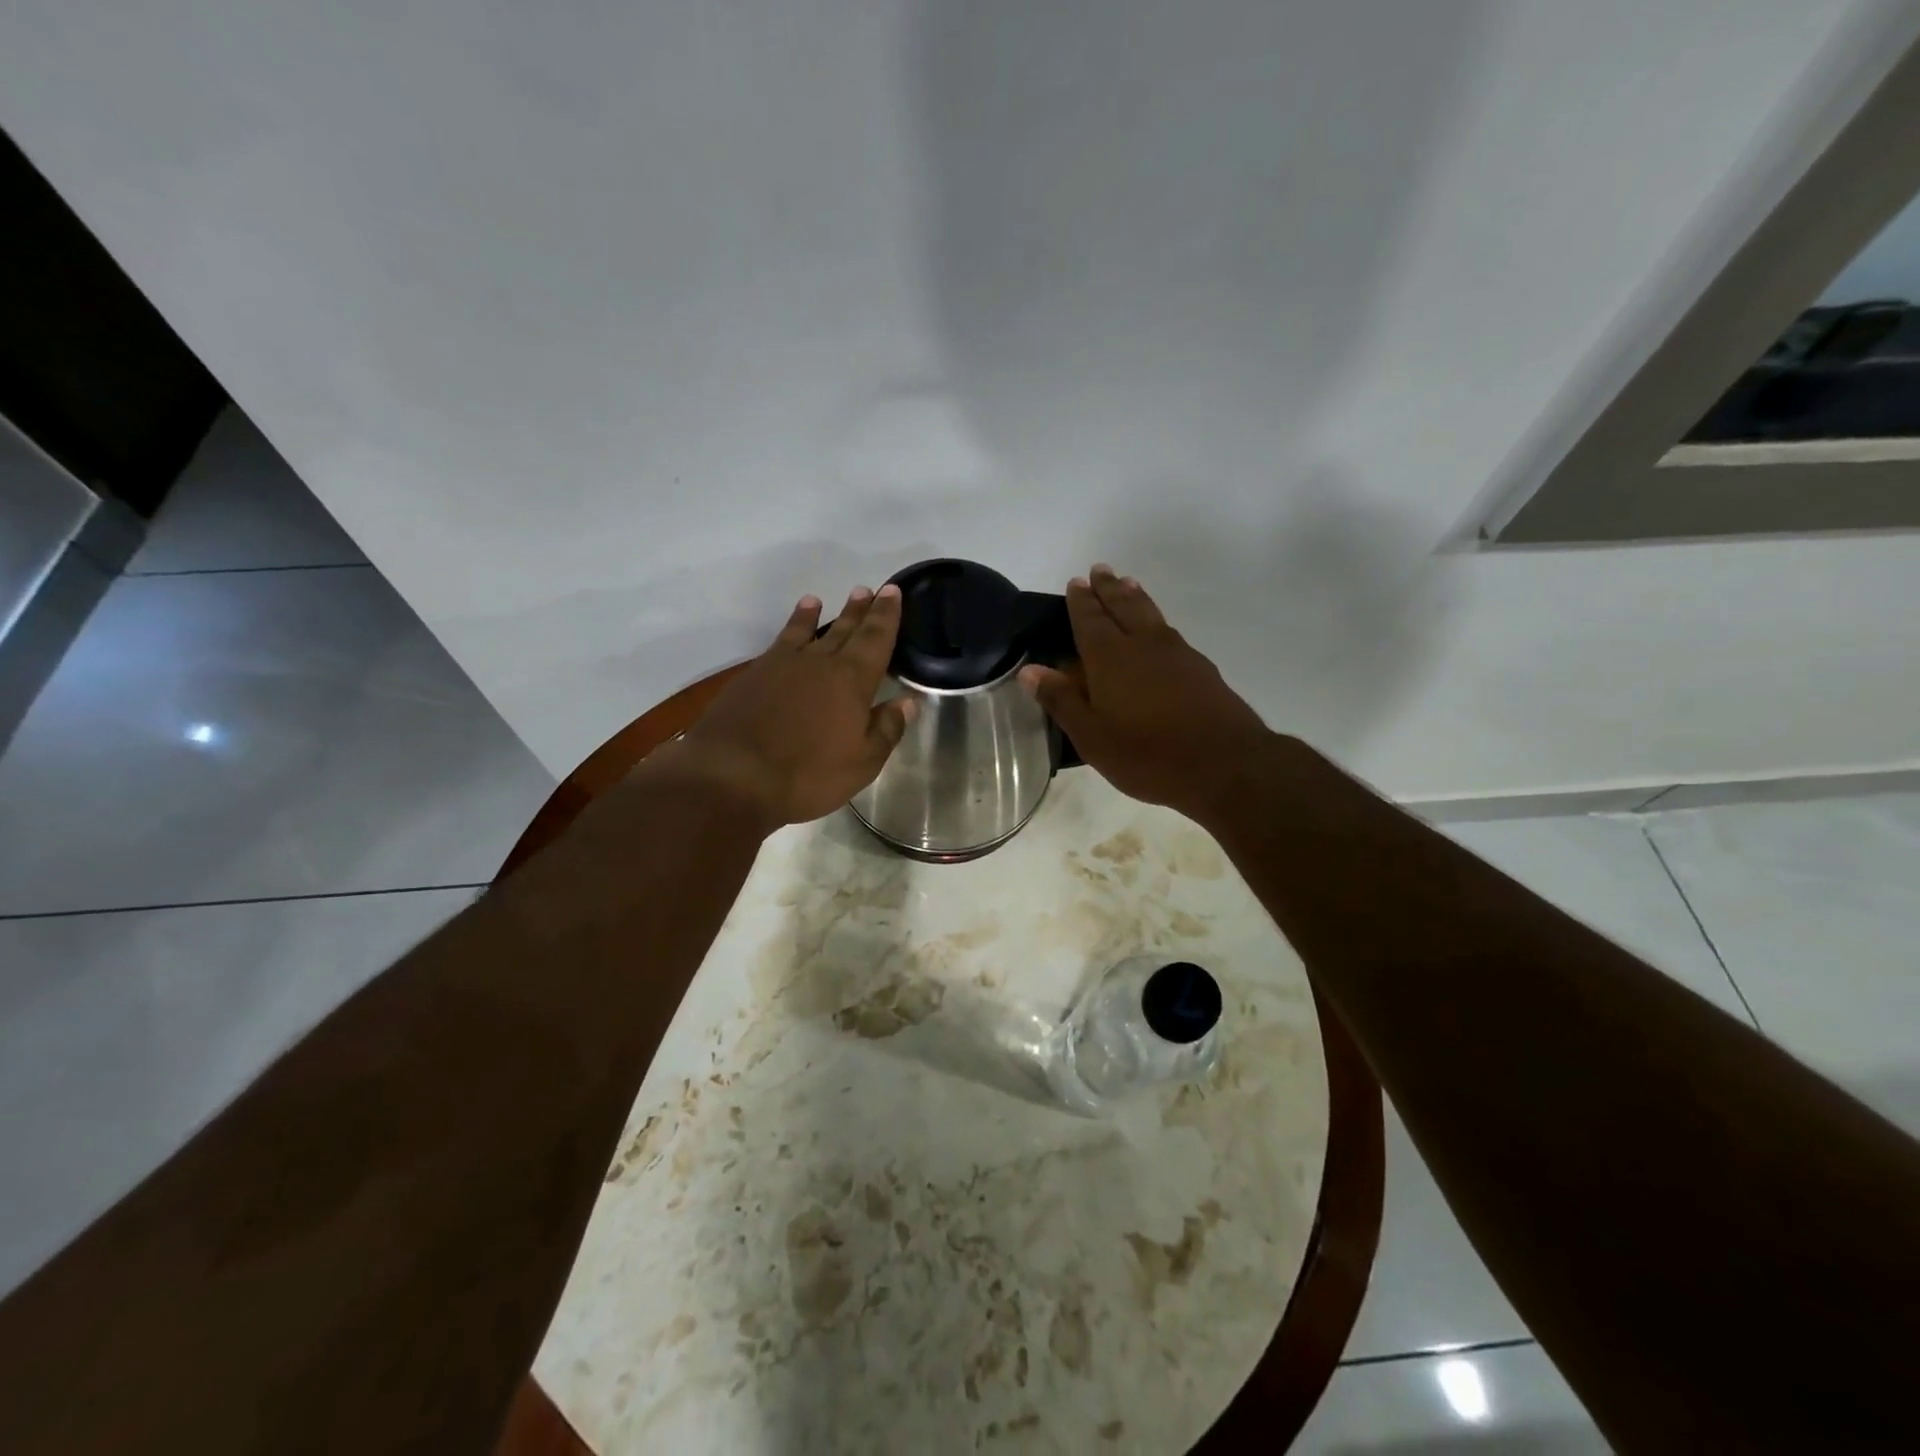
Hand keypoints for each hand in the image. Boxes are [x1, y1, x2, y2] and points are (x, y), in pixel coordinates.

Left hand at [656, 584, 912, 830]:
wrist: (733, 775)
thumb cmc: (808, 774)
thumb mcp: (862, 762)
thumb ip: (886, 729)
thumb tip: (906, 701)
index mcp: (852, 681)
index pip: (876, 640)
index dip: (886, 615)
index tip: (892, 591)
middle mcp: (820, 663)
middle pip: (845, 630)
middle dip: (860, 610)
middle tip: (871, 590)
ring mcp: (782, 666)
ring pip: (808, 632)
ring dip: (818, 615)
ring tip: (822, 599)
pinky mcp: (753, 676)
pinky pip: (779, 643)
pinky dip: (789, 630)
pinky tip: (790, 630)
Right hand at [1019, 565, 1273, 826]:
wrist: (1224, 764)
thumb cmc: (1147, 754)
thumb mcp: (1092, 736)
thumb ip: (1061, 700)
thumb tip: (1030, 670)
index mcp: (1110, 658)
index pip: (1090, 620)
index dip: (1081, 601)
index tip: (1076, 581)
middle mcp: (1144, 645)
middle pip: (1124, 606)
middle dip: (1109, 588)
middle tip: (1100, 569)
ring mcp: (1177, 654)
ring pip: (1151, 615)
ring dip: (1136, 597)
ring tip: (1128, 583)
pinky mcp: (1201, 669)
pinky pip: (1170, 632)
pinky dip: (1157, 620)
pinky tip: (1159, 630)